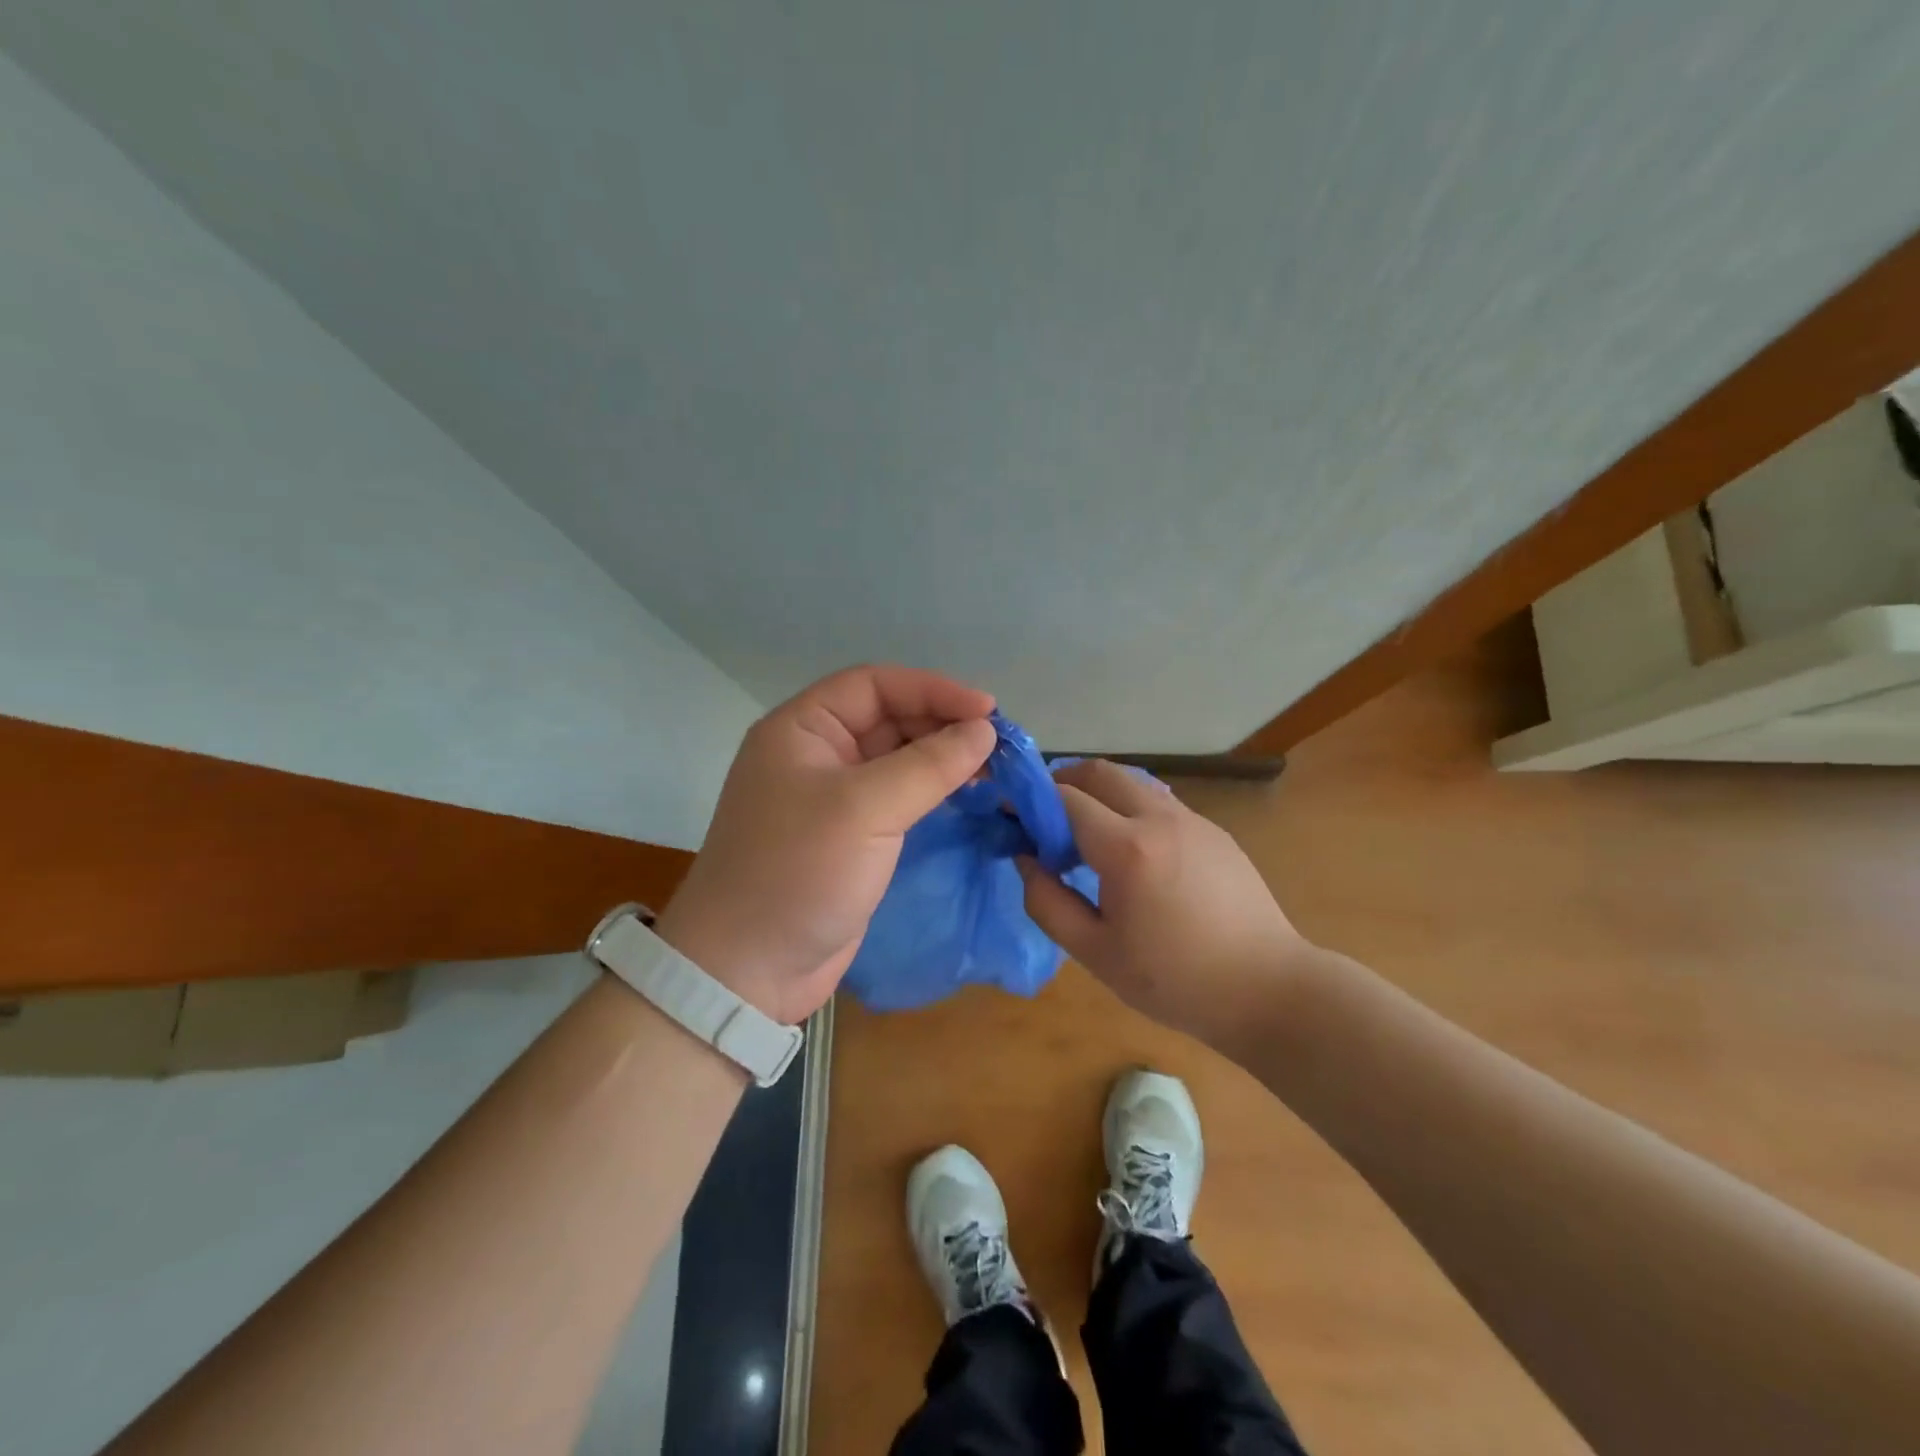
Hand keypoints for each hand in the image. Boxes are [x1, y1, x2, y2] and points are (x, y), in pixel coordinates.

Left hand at [653, 666, 996, 1024]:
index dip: (932, 689)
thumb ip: (928, 764)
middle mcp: (816, 754)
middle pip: (889, 719)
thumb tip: (984, 730)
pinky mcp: (852, 837)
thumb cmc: (798, 872)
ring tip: (992, 770)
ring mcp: (833, 798)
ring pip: (898, 760)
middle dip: (942, 724)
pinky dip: (933, 792)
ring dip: (943, 759)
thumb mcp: (864, 808)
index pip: (874, 685)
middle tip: (997, 744)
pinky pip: (899, 798)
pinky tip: (968, 797)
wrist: (747, 970)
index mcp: (802, 729)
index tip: (987, 710)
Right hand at [1017, 759, 1310, 1044]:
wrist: (1268, 990)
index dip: (1030, 801)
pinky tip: (1132, 854)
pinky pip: (1159, 803)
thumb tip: (1026, 859)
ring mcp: (1193, 820)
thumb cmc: (1175, 981)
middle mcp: (1160, 818)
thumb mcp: (1095, 953)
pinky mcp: (1214, 831)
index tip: (1010, 815)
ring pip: (1132, 783)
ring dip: (1098, 794)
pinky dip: (1130, 809)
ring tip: (1084, 836)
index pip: (1064, 798)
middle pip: (1099, 772)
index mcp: (1127, 849)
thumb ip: (1048, 902)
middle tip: (1043, 817)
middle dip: (1062, 782)